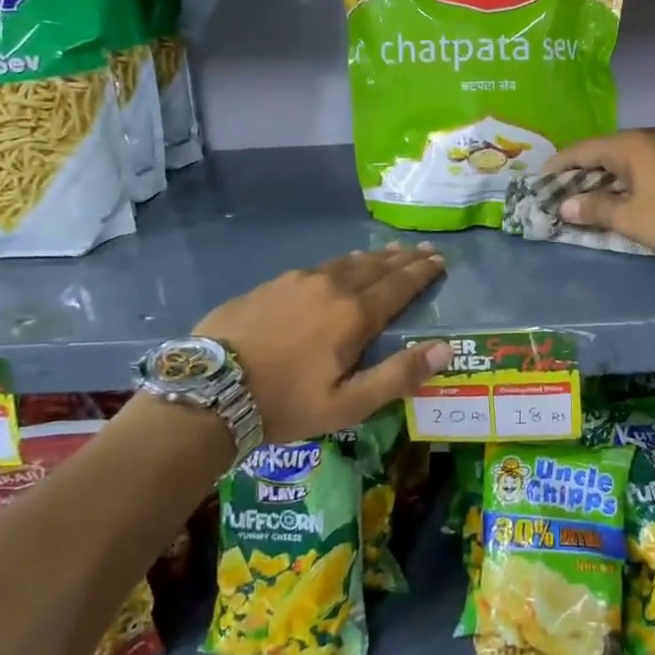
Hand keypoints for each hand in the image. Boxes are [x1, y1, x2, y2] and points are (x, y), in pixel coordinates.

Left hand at [195, 243, 450, 442]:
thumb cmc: (285, 403)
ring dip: (372, 258)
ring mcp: (297, 281)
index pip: (398, 286)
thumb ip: (398, 375)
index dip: (421, 273)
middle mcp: (330, 287)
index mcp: (354, 315)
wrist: (209, 391)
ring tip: (388, 253)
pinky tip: (337, 267)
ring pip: (345, 263)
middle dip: (402, 259)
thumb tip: (445, 349)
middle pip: (375, 267)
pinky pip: (317, 268)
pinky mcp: (270, 285)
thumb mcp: (348, 404)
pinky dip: (339, 264)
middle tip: (422, 250)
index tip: (439, 260)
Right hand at [546, 131, 654, 254]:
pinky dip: (623, 178)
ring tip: (586, 193)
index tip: (540, 180)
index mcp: (626, 146)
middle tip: (560, 188)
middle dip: (579, 170)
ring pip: (622, 159)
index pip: (580, 150)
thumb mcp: (629, 217)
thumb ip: (595, 209)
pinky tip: (620, 193)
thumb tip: (565, 206)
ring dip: (602, 175)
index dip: (558, 165)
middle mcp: (644, 140)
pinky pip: (640, 166)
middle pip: (601, 152)